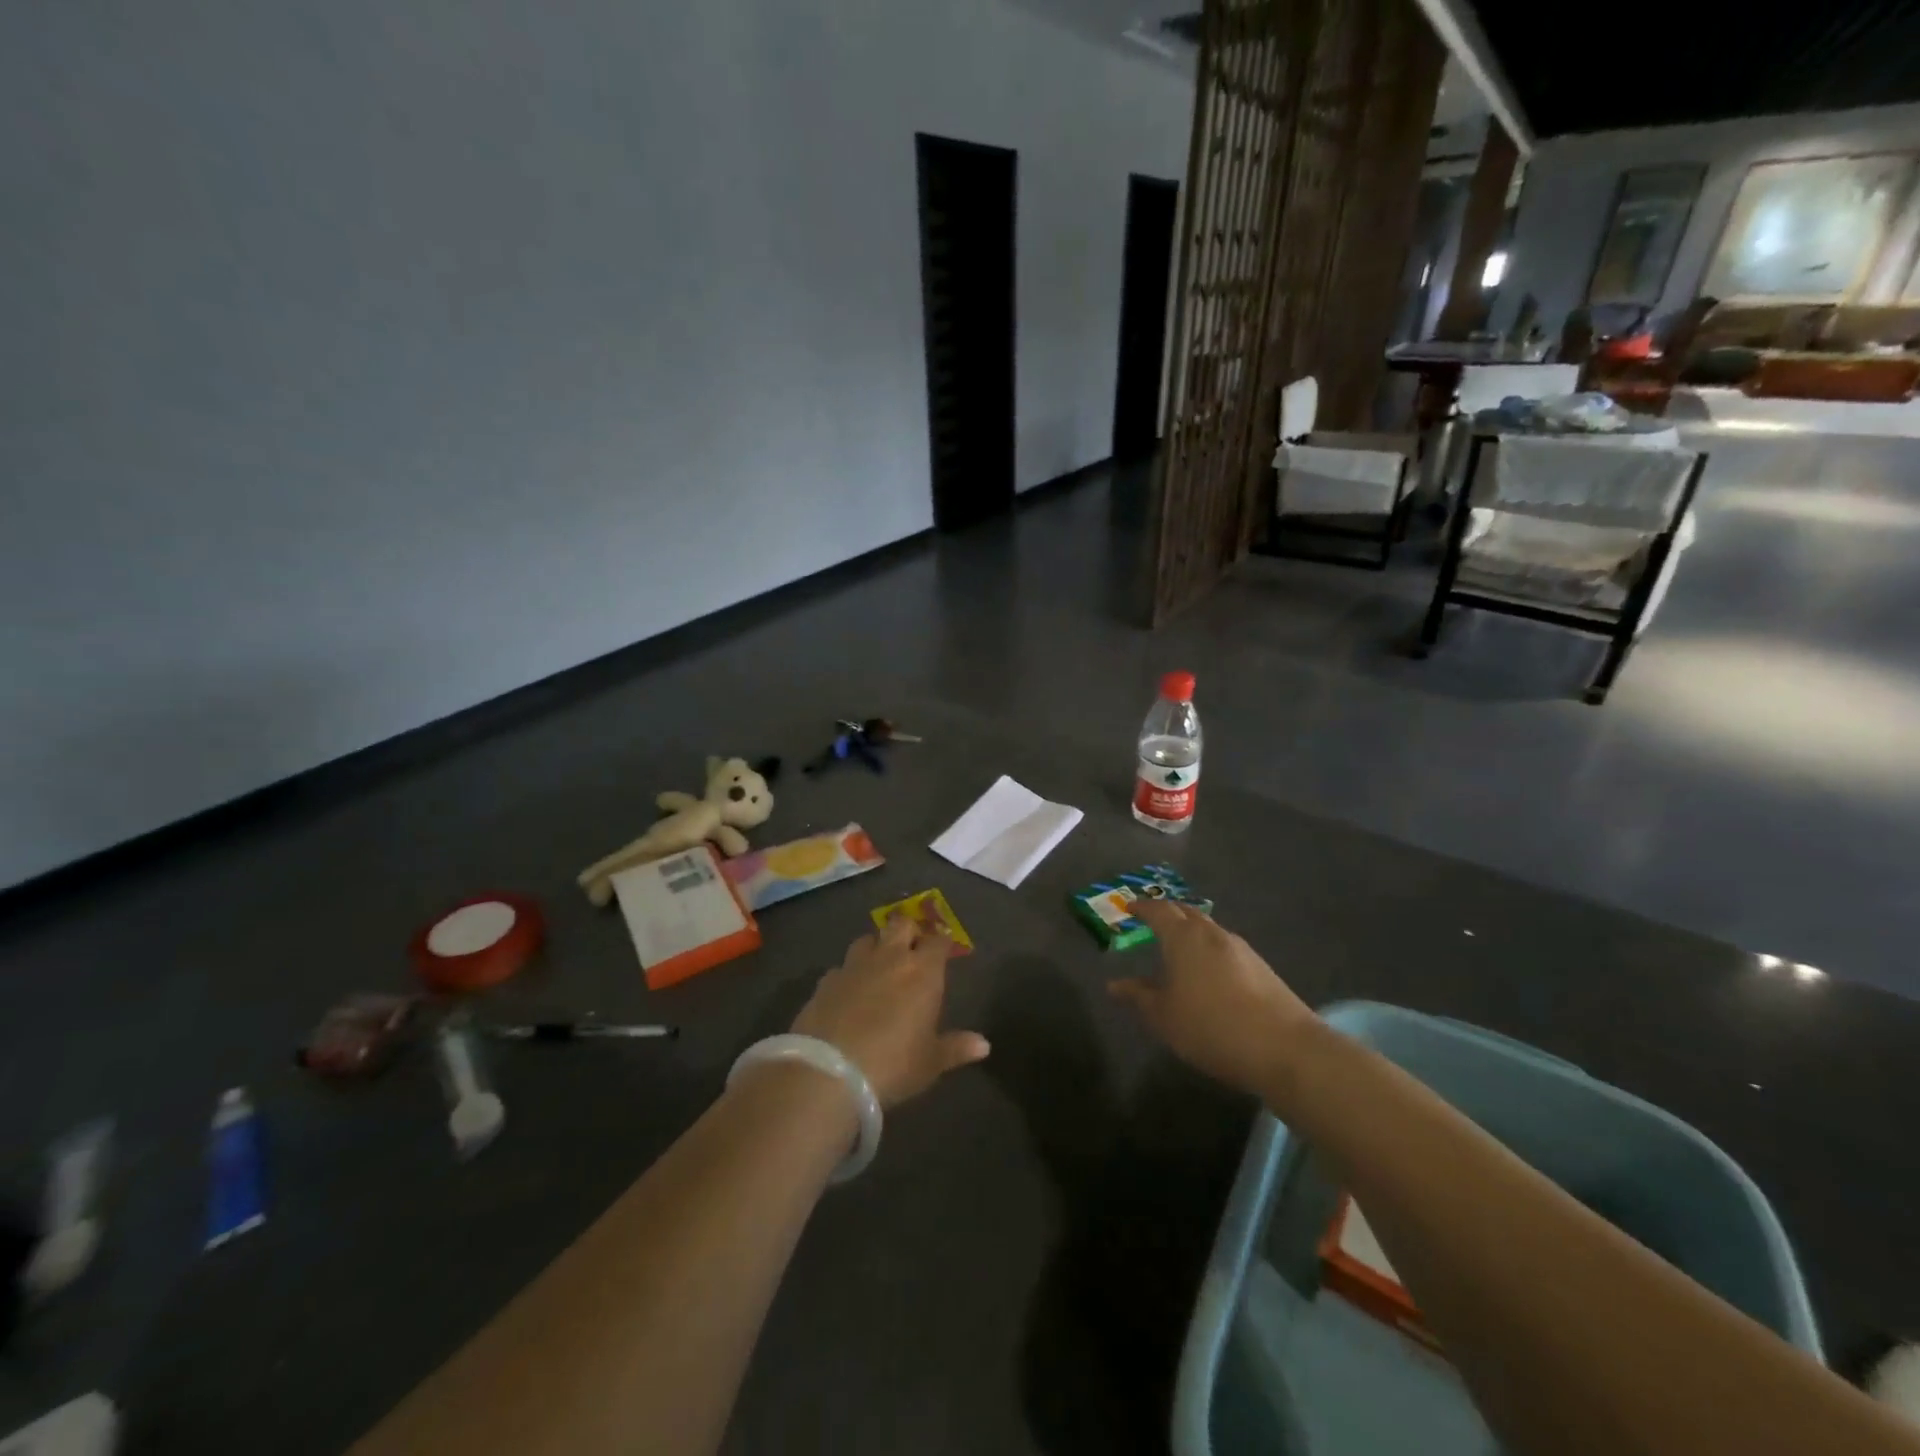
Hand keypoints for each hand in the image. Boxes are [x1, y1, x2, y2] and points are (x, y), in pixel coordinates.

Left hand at [791, 912, 989, 1106]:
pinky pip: (841, 967)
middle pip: (901, 924)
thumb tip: (984, 1044)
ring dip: (876, 946)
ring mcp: (854, 966)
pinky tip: (848, 990)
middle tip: (912, 947)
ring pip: (867, 939)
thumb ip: (956, 1048)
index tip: (944, 949)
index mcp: (922, 972)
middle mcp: (889, 958)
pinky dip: (848, 973)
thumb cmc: (893, 1065)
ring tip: (878, 963)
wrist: (829, 1072)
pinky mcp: (825, 981)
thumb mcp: (930, 1062)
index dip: (942, 943)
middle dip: (909, 930)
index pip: (938, 942)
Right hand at [1107, 900, 1315, 1096]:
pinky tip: (1209, 972)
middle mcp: (1212, 933)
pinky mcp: (1262, 968)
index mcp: (1184, 937)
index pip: (1158, 910)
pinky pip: (1226, 948)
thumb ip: (1138, 996)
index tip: (1129, 908)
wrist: (1284, 1048)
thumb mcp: (1164, 1017)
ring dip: (1192, 932)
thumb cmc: (1210, 1027)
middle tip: (1152, 921)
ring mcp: (1241, 948)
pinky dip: (1210, 950)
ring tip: (1179, 948)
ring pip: (1209, 929)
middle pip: (1187, 912)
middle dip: (1168, 913)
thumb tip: (1114, 985)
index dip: (1142, 908)